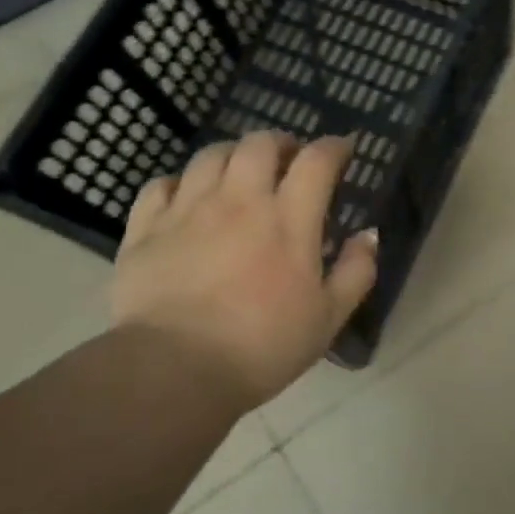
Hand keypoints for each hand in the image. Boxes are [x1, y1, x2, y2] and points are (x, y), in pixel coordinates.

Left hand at [111, 130, 378, 412]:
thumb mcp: (328, 318)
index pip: (317, 161)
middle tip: (289, 159)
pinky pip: (160, 185)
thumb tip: (369, 234)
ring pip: (210, 156)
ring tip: (240, 171)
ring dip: (232, 154)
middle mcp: (238, 200)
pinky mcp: (145, 229)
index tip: (343, 149)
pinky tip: (186, 197)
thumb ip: (356, 271)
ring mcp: (187, 210)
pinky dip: (179, 183)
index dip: (334, 147)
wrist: (174, 371)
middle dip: (281, 142)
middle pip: (259, 144)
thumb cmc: (262, 346)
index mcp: (288, 219)